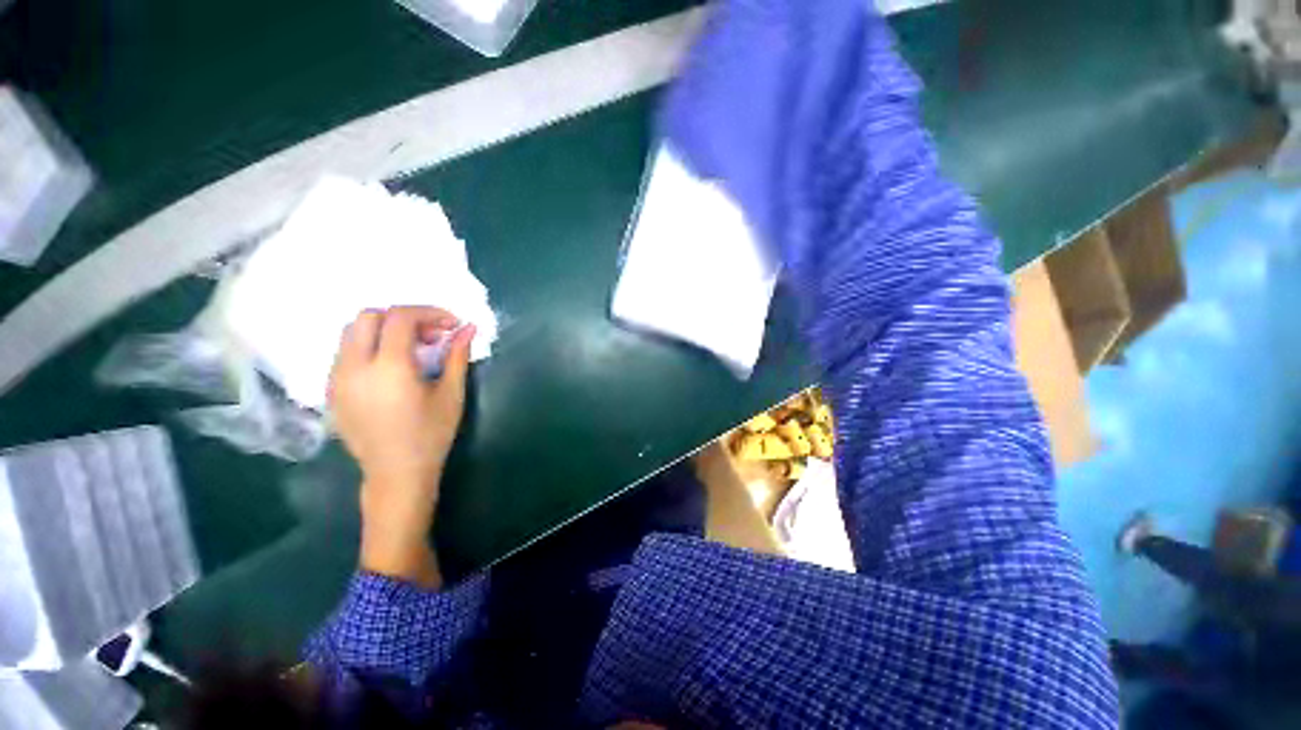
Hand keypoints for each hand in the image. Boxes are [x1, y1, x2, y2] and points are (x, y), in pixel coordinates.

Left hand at [329, 306, 475, 587]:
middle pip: (369, 316)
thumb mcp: (451, 394)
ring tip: (412, 348)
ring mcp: (337, 378)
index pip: (400, 318)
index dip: (429, 313)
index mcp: (389, 367)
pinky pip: (345, 352)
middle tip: (431, 335)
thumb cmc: (431, 434)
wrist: (395, 473)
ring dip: (384, 329)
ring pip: (351, 332)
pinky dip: (370, 345)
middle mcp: (355, 366)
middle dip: (404, 317)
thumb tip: (469, 328)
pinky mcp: (331, 390)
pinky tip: (392, 365)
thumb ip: (458, 356)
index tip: (451, 325)